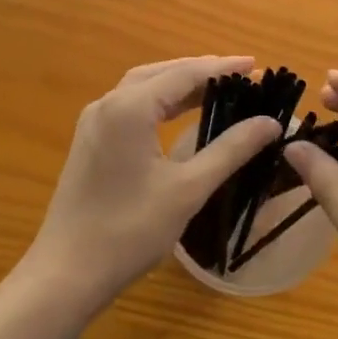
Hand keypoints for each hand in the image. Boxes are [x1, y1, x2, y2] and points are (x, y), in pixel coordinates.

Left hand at [21, 56, 280, 320]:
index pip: (184, 74)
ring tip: (217, 88)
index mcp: (130, 108)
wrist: (67, 272)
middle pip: (161, 73)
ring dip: (179, 84)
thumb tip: (270, 122)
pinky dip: (159, 101)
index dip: (222, 68)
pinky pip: (130, 105)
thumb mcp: (188, 188)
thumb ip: (230, 150)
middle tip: (241, 75)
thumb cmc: (130, 231)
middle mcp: (108, 104)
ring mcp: (94, 122)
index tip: (257, 66)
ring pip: (142, 87)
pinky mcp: (90, 141)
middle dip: (201, 71)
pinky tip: (179, 113)